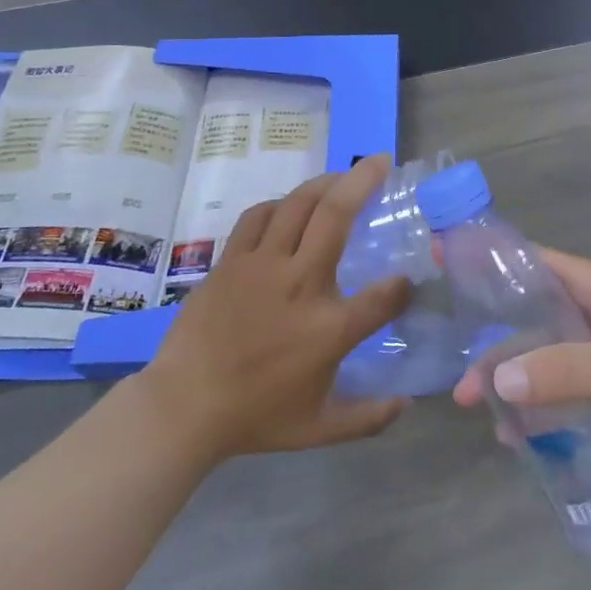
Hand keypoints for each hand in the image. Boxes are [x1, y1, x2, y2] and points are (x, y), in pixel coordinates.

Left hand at [149, 156, 411, 459]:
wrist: (183, 408)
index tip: (406, 283)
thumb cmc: (255, 418)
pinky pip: (259, 217)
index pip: (384, 296)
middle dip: (364, 181)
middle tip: (381, 160)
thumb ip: (368, 418)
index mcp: (329, 328)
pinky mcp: (231, 262)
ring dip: (325, 183)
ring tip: (342, 175)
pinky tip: (290, 206)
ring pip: (298, 205)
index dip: (403, 286)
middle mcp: (301, 284)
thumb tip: (407, 403)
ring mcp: (262, 267)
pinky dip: (280, 204)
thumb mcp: (319, 429)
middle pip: (338, 216)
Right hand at [453, 248, 590, 473]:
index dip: (489, 262)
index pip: (533, 262)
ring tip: (480, 413)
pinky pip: (559, 393)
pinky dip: (537, 409)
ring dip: (513, 385)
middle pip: (530, 321)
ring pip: (541, 361)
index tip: (444, 264)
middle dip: (496, 350)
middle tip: (462, 384)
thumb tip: (498, 382)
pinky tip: (517, 437)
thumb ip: (561, 371)